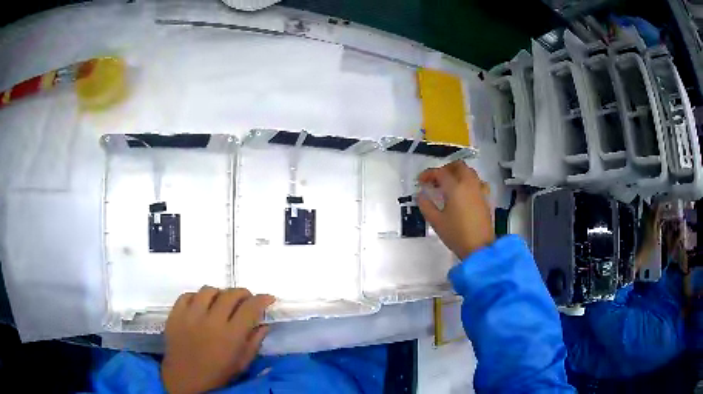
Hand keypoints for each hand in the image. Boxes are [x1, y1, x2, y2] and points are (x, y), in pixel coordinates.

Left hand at [161, 286, 274, 393]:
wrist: (185, 380)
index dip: (262, 299)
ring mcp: (190, 316)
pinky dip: (197, 297)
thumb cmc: (217, 375)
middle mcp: (211, 321)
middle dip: (243, 293)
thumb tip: (264, 325)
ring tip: (221, 302)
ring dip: (219, 293)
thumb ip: (254, 343)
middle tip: (246, 299)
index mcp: (231, 336)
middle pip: (230, 294)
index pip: (250, 308)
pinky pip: (187, 295)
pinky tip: (200, 306)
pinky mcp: (175, 314)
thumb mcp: (241, 364)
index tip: (268, 298)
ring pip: (208, 290)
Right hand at [417, 161, 493, 259]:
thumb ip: (426, 205)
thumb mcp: (436, 221)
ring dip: (458, 174)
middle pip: (458, 166)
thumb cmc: (456, 234)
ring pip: (469, 172)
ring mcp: (479, 190)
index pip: (440, 173)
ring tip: (449, 186)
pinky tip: (464, 193)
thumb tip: (420, 194)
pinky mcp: (486, 198)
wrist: (479, 248)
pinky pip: (477, 182)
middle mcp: (469, 184)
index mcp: (455, 188)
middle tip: (436, 180)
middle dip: (445, 169)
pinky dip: (469, 182)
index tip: (421, 181)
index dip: (428, 174)